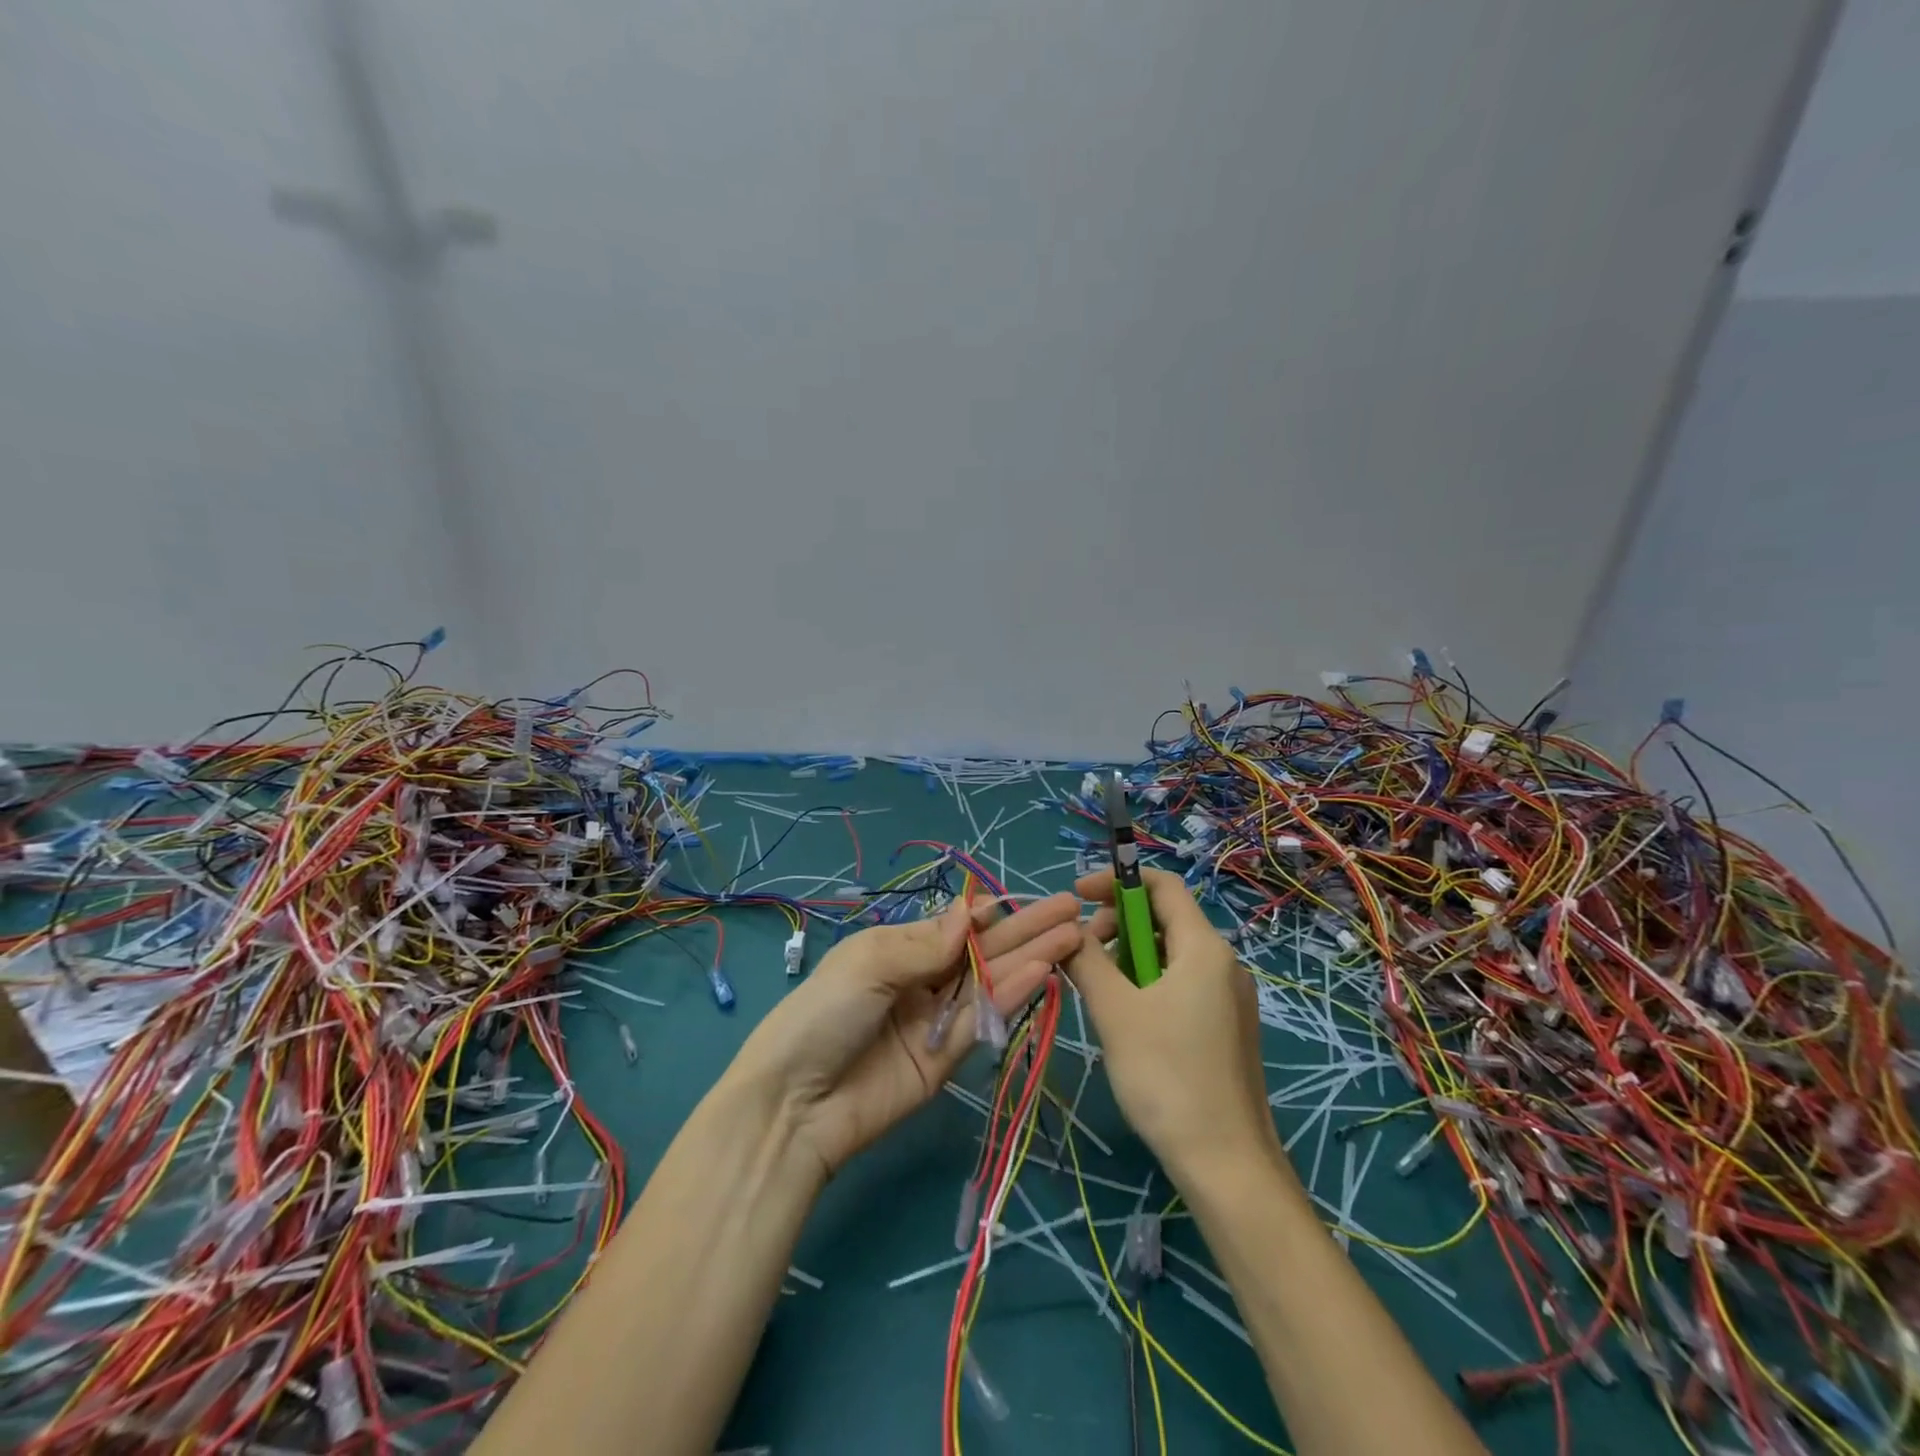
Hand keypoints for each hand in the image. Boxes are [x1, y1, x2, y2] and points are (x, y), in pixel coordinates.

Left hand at [727, 893, 1082, 1179]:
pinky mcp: (948, 1058)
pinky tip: (1044, 971)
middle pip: (982, 951)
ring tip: (1073, 935)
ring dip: (1031, 957)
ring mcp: (937, 1019)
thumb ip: (925, 944)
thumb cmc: (823, 1014)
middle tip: (1072, 910)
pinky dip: (1014, 994)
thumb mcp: (868, 964)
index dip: (988, 914)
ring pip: (992, 981)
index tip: (1025, 899)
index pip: (953, 927)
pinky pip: (984, 1019)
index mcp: (896, 949)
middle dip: (1025, 930)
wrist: (796, 1104)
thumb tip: (971, 913)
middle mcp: (921, 980)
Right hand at [1066, 868, 1283, 1186]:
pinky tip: (1127, 1020)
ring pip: (1170, 954)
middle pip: (1165, 918)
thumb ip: (1086, 960)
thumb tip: (1068, 931)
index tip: (1077, 896)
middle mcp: (1224, 963)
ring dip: (1129, 958)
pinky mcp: (1227, 1028)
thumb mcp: (1114, 1011)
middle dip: (1118, 925)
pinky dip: (1148, 984)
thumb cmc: (1167, 1077)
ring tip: (1100, 994)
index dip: (1117, 880)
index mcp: (1204, 948)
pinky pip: (1182, 984)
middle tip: (1083, 957)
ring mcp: (1230, 998)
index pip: (1162, 884)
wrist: (1227, 1166)